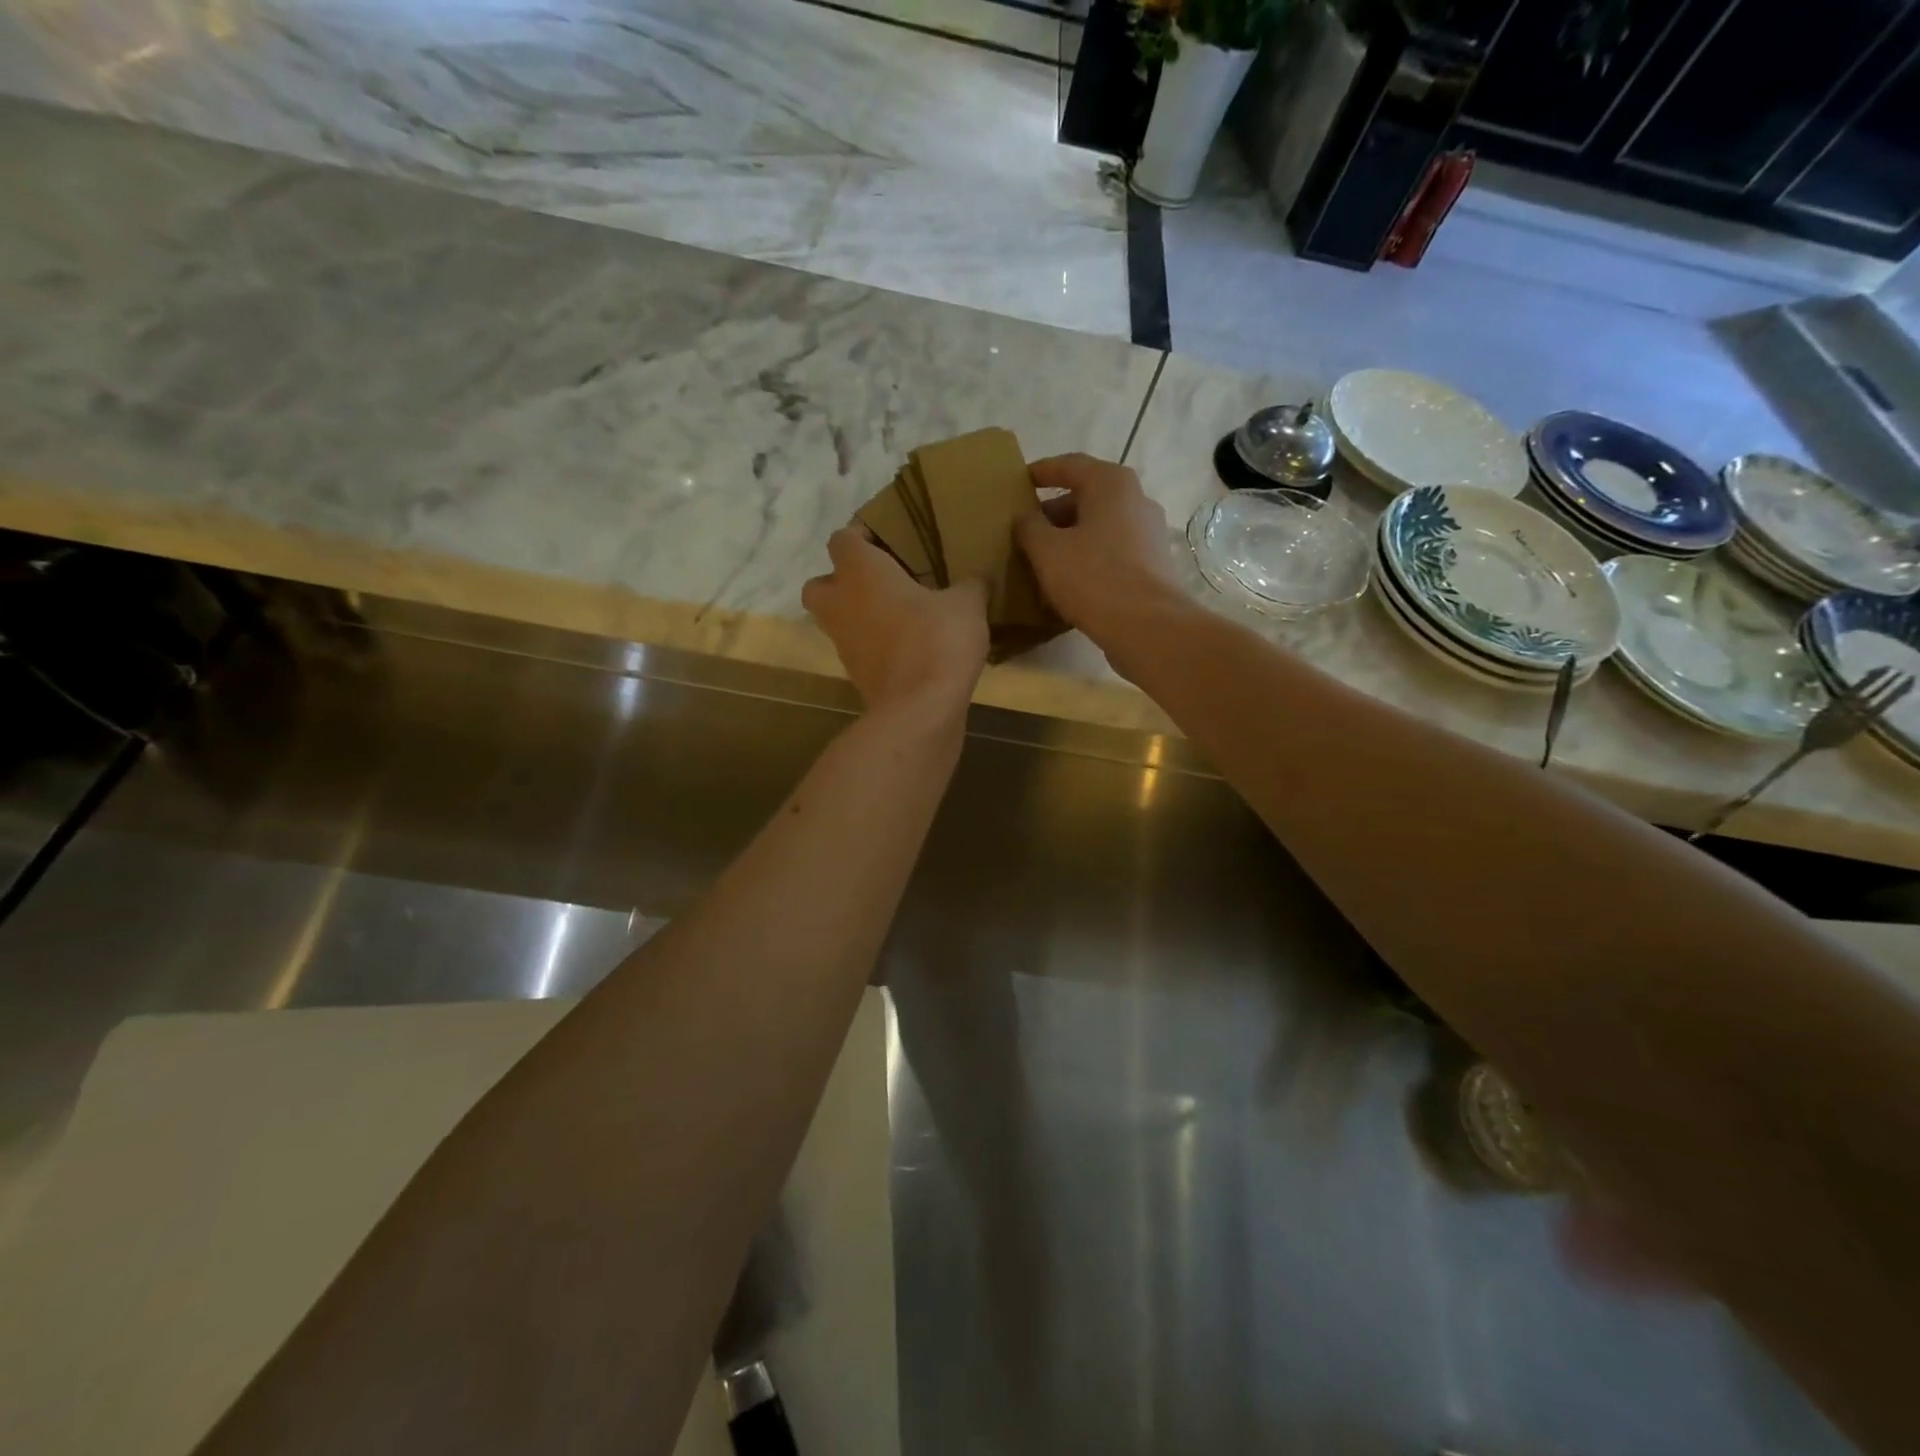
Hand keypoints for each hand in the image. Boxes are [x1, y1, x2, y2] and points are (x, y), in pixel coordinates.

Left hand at [803, 527, 988, 716]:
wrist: (919, 710)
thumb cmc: (937, 641)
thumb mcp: (967, 604)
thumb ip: (971, 583)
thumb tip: (978, 576)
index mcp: (860, 572)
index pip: (843, 538)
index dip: (861, 536)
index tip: (889, 540)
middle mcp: (841, 602)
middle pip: (820, 583)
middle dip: (842, 580)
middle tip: (880, 581)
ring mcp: (843, 642)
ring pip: (835, 618)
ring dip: (856, 613)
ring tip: (896, 614)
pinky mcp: (854, 673)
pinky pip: (857, 647)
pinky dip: (872, 644)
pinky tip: (906, 644)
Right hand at [1014, 454, 1182, 647]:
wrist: (1146, 626)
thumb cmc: (1093, 578)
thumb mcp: (1047, 551)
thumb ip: (1029, 527)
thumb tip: (1025, 518)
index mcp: (1111, 483)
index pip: (1070, 465)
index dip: (1042, 472)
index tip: (1019, 483)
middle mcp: (1136, 499)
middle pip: (1087, 497)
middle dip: (1054, 512)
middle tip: (1026, 531)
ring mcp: (1149, 532)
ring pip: (1100, 526)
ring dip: (1071, 538)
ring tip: (1043, 559)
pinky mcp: (1153, 563)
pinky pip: (1113, 551)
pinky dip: (1089, 557)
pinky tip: (1069, 580)